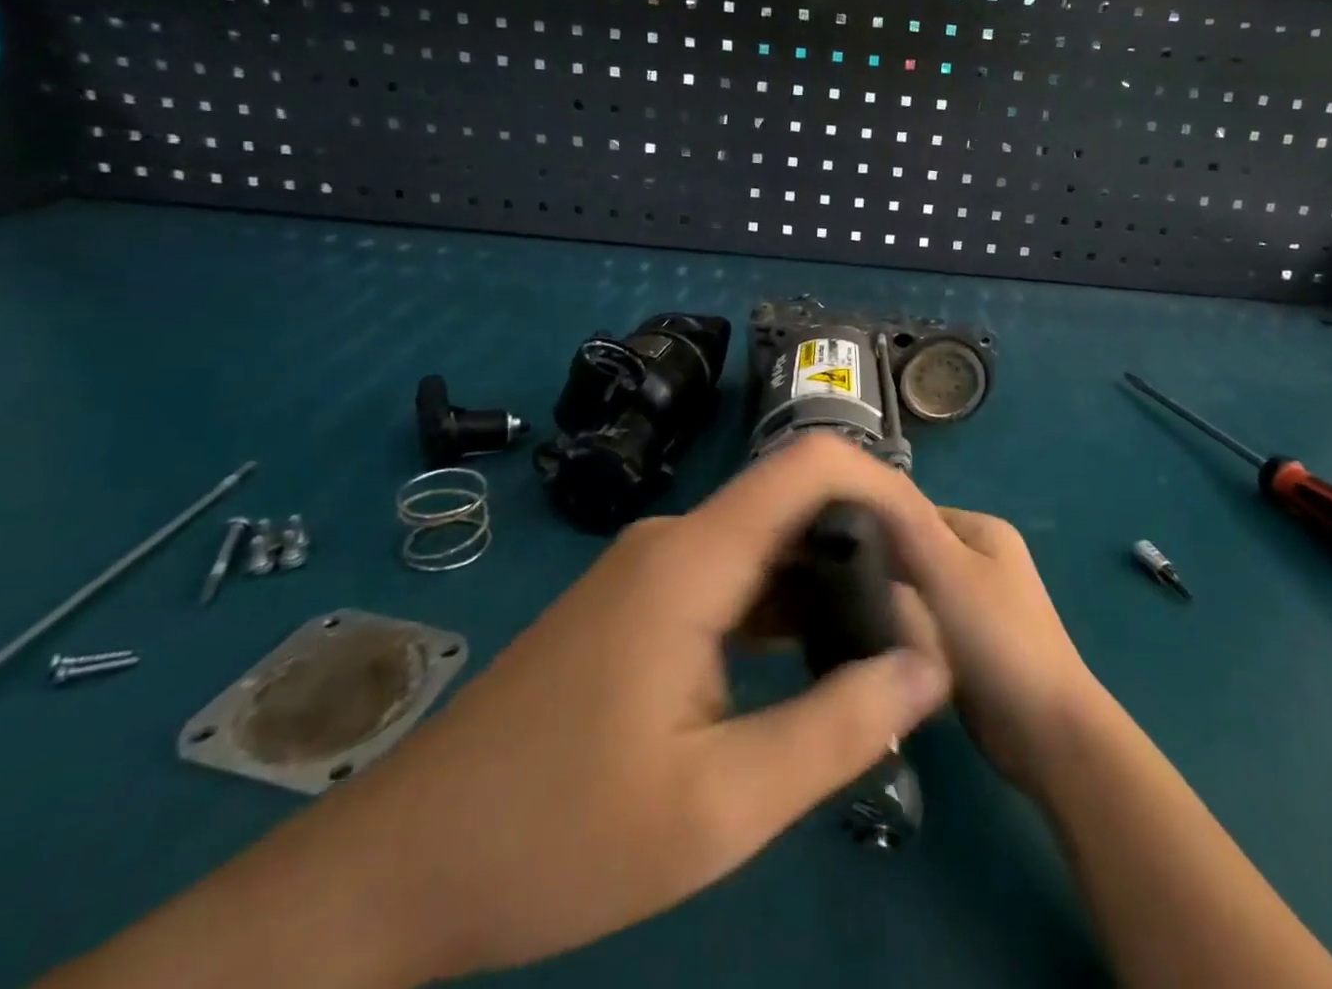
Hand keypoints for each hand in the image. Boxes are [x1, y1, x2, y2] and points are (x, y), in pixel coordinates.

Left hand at [309, 435, 953, 980]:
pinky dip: (783, 606)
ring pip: (765, 544)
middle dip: (867, 545)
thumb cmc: (557, 837)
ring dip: (827, 580)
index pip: (811, 465)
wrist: (401, 867)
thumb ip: (837, 728)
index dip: (884, 488)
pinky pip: (731, 578)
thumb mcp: (718, 808)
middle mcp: (675, 539)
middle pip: (794, 502)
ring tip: (883, 642)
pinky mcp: (639, 601)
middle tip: (923, 616)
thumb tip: (929, 664)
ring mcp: (652, 568)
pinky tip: (811, 660)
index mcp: (694, 558)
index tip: (930, 553)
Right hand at [738, 440, 1105, 798]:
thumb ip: (907, 523)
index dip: (872, 525)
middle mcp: (982, 557)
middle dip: (878, 565)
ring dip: (887, 600)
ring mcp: (978, 602)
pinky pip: (923, 622)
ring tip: (842, 615)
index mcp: (983, 529)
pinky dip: (901, 630)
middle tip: (829, 587)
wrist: (1046, 734)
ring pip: (915, 589)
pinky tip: (871, 644)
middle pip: (912, 549)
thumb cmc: (997, 639)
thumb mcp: (948, 570)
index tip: (827, 549)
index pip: (910, 511)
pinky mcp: (969, 643)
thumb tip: (864, 480)